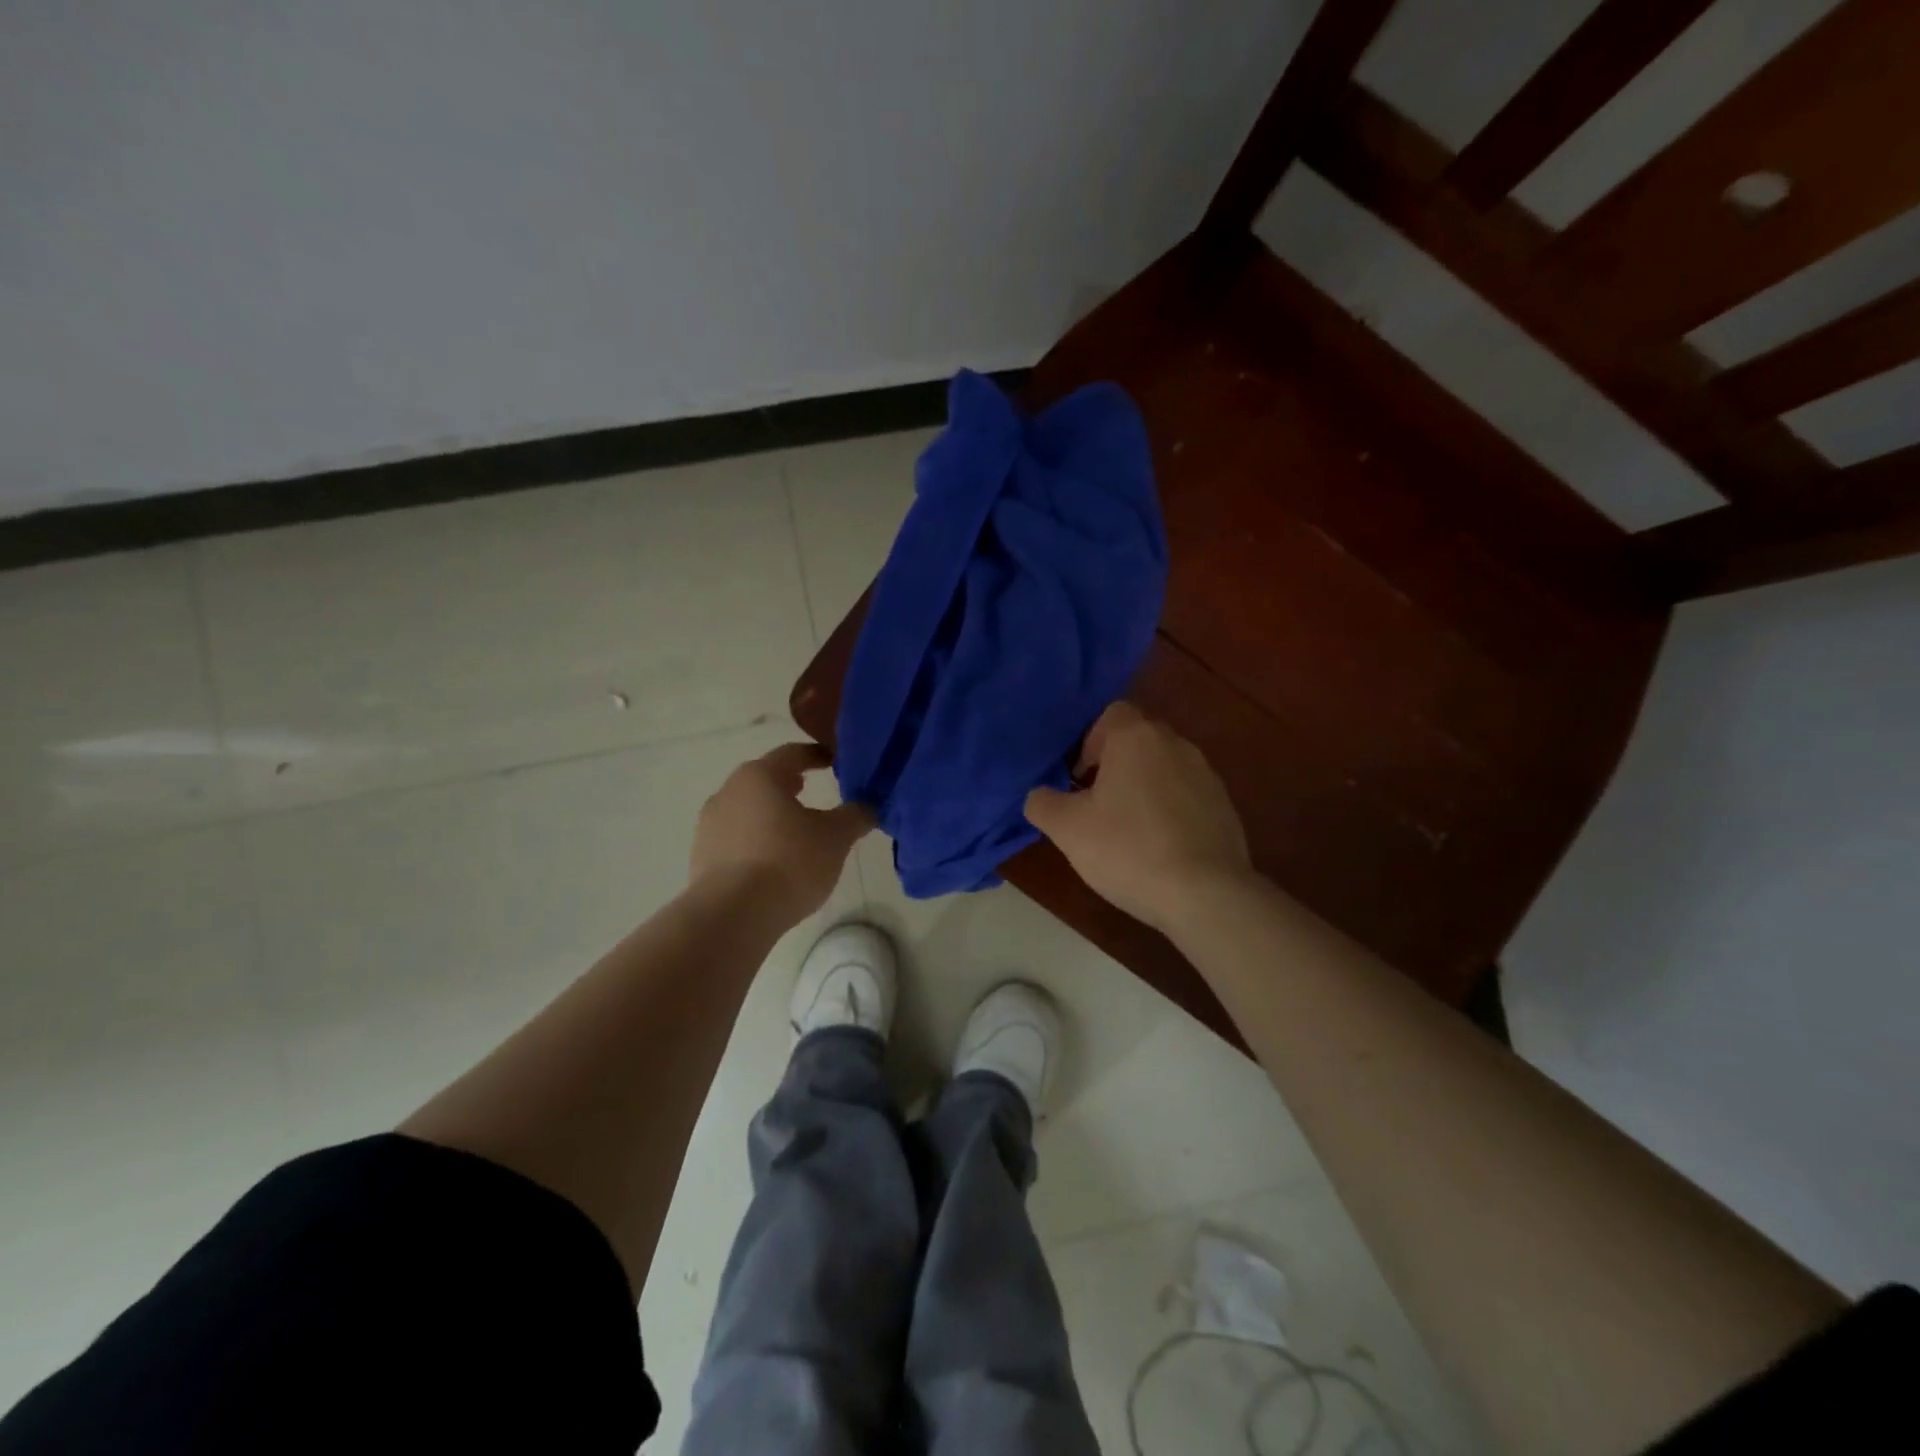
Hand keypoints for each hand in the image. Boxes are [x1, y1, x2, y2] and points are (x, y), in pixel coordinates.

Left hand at [690, 743, 872, 927]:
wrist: (731, 915)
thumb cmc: (788, 862)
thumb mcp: (836, 838)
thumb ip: (855, 816)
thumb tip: (868, 806)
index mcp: (760, 776)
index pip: (792, 754)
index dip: (817, 756)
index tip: (835, 762)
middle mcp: (729, 791)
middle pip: (765, 780)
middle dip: (791, 785)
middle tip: (815, 793)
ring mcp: (709, 825)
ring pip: (748, 809)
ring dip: (772, 815)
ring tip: (796, 832)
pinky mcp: (701, 857)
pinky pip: (736, 838)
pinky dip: (756, 841)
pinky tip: (773, 861)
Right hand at [1024, 702, 1252, 933]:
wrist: (1205, 894)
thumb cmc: (1128, 849)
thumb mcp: (1067, 829)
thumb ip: (1042, 802)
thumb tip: (1040, 796)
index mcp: (1136, 737)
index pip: (1110, 713)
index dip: (1089, 742)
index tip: (1079, 778)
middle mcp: (1175, 743)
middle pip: (1137, 740)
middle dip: (1114, 765)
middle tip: (1095, 804)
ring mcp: (1206, 774)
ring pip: (1163, 768)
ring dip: (1142, 788)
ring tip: (1126, 830)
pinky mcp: (1224, 806)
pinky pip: (1185, 796)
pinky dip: (1168, 811)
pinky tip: (1158, 847)